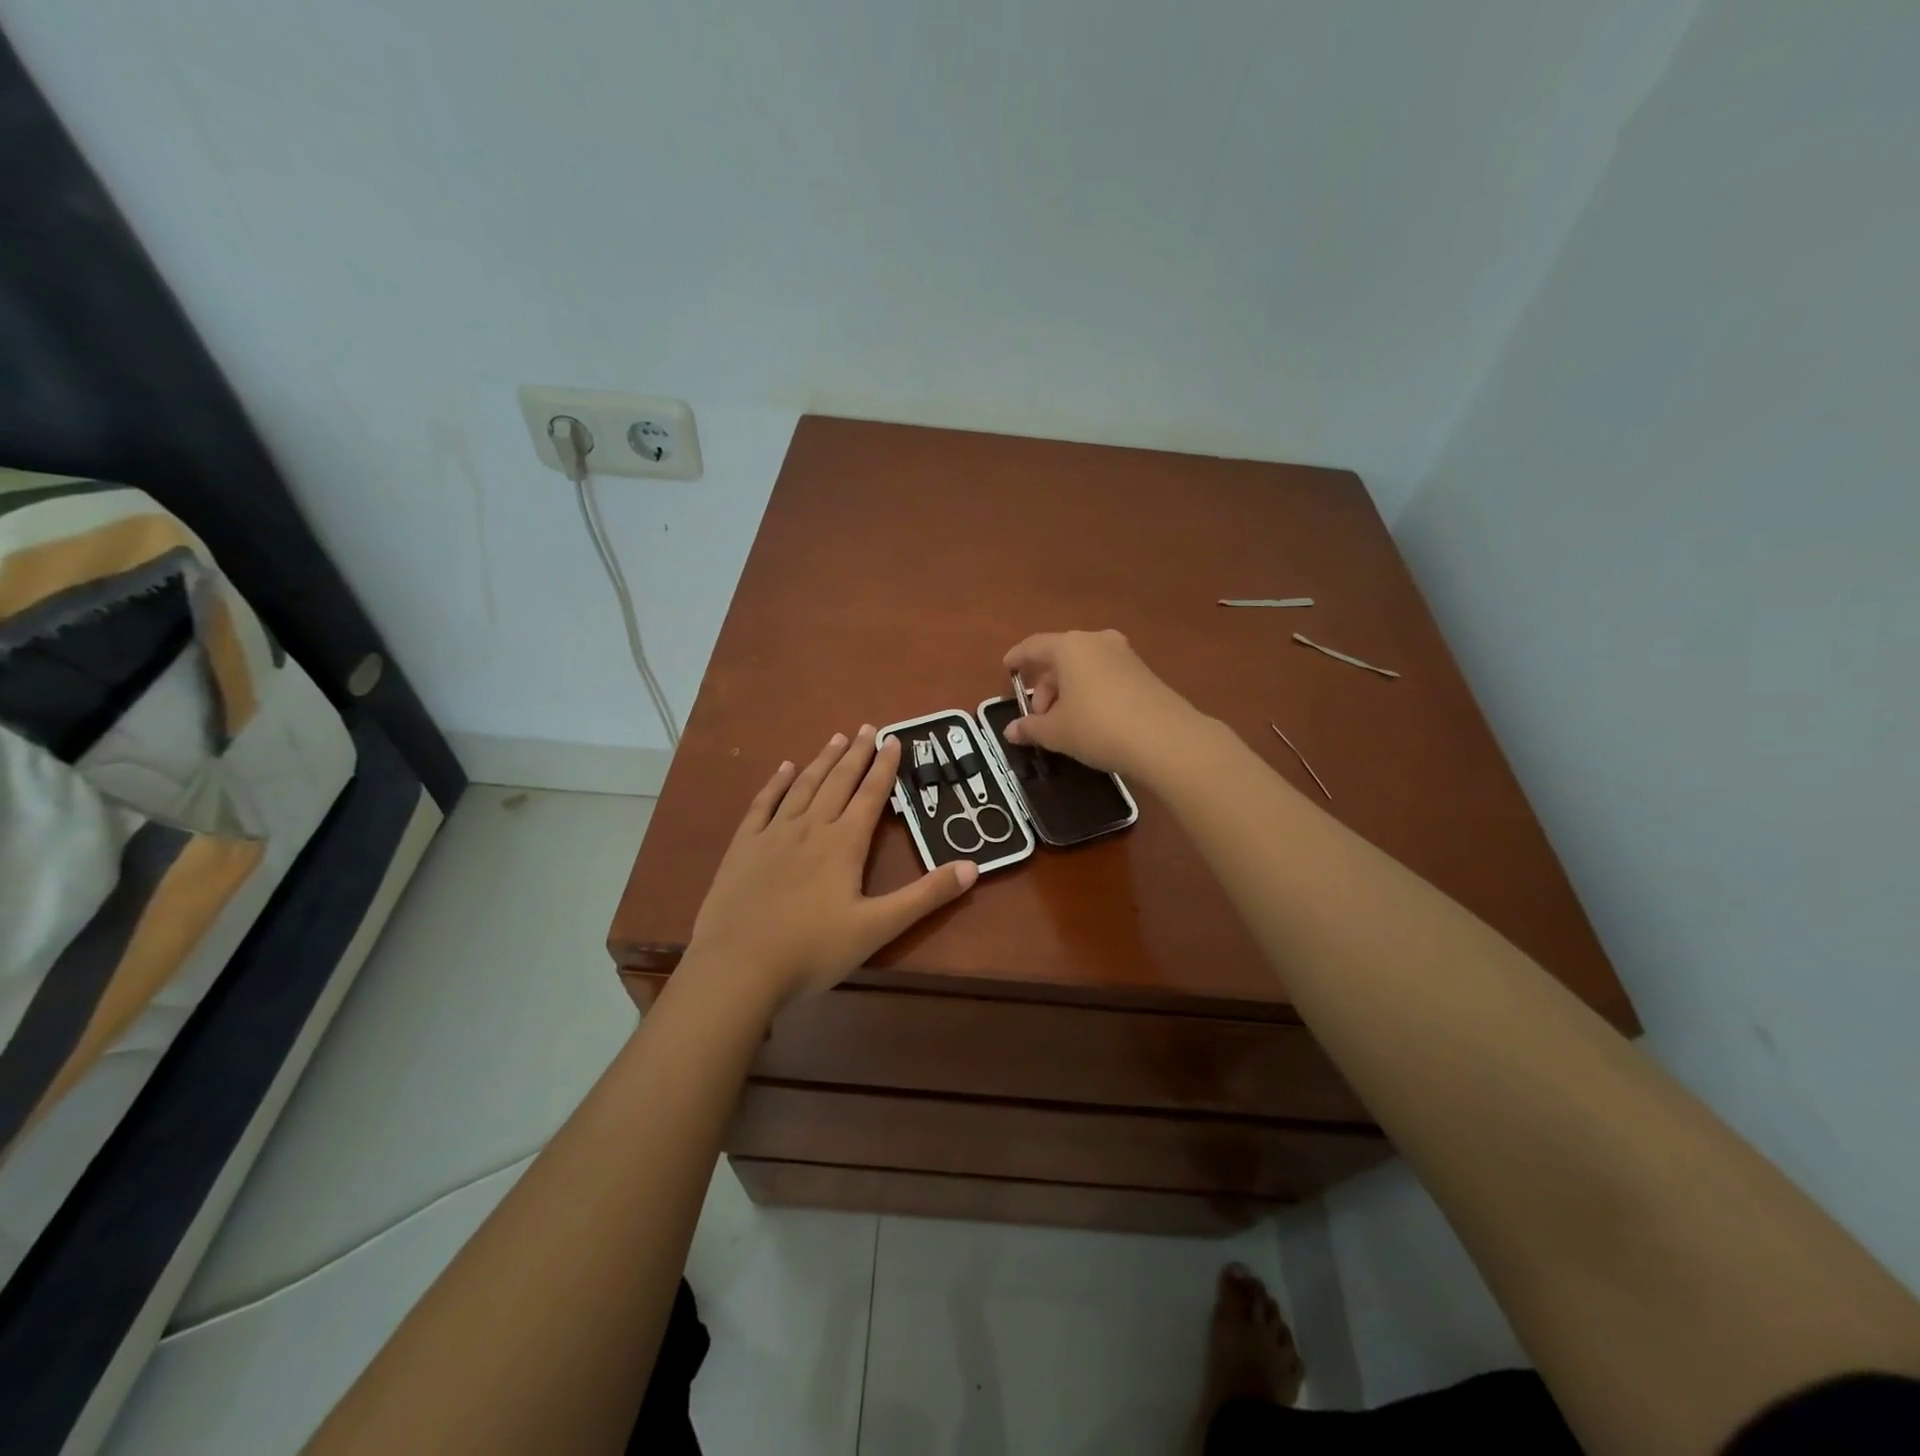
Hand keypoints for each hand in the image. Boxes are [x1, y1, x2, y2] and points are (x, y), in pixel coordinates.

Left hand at [687, 726, 978, 1002]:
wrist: (738, 966)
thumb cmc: (813, 949)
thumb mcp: (878, 927)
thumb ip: (926, 896)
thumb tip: (973, 867)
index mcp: (844, 843)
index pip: (871, 795)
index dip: (885, 767)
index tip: (894, 739)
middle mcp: (811, 827)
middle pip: (838, 782)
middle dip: (856, 754)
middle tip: (867, 728)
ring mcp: (773, 833)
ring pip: (804, 786)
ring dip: (823, 760)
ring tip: (836, 738)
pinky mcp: (743, 846)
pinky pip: (763, 804)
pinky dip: (776, 783)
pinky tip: (785, 768)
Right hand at [1002, 629, 1206, 779]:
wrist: (1166, 739)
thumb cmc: (1098, 727)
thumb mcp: (1056, 732)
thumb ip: (1030, 728)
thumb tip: (1010, 731)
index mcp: (1069, 647)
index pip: (1034, 646)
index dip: (1017, 658)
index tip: (1007, 669)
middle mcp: (1097, 642)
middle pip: (1061, 658)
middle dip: (1045, 686)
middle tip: (1039, 717)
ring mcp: (1125, 655)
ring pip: (1085, 668)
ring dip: (1068, 691)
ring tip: (1064, 723)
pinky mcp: (1144, 673)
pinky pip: (1105, 677)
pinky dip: (1091, 693)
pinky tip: (1091, 721)